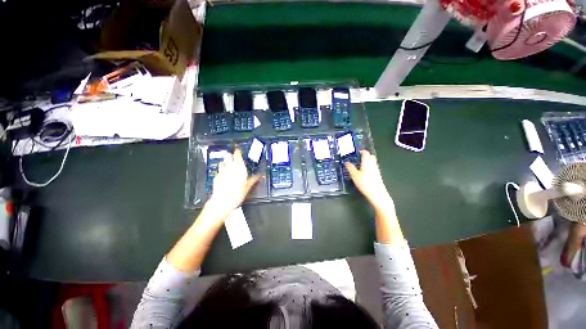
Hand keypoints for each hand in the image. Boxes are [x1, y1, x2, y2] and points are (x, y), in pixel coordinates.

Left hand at [206, 149, 258, 219]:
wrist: (222, 202)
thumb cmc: (236, 194)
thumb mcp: (248, 187)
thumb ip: (253, 179)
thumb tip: (259, 176)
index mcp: (238, 168)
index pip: (237, 155)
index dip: (238, 152)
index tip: (239, 150)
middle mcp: (229, 168)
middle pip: (228, 156)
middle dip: (231, 155)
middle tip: (234, 157)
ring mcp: (221, 172)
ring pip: (222, 162)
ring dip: (225, 162)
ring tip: (229, 165)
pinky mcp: (216, 177)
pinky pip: (219, 170)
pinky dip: (221, 170)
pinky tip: (224, 175)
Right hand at [345, 150, 392, 209]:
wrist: (377, 194)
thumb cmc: (365, 183)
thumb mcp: (354, 175)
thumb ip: (350, 168)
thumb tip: (346, 162)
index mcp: (367, 162)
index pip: (365, 153)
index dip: (361, 151)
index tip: (356, 152)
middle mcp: (373, 164)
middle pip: (370, 156)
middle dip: (365, 156)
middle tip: (358, 158)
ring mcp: (376, 169)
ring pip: (372, 162)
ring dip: (367, 161)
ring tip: (360, 164)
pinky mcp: (378, 175)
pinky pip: (373, 167)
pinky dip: (369, 167)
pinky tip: (364, 172)